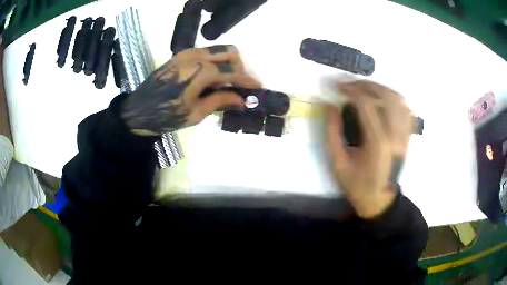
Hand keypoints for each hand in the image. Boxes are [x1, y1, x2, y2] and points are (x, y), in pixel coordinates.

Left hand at [121, 45, 260, 135]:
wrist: (138, 110)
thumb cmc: (166, 116)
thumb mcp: (196, 113)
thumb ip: (221, 101)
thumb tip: (243, 100)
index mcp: (200, 71)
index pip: (232, 71)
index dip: (247, 80)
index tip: (257, 87)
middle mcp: (195, 55)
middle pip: (229, 52)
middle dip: (240, 67)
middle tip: (241, 85)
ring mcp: (187, 53)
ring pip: (218, 49)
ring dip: (228, 63)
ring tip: (228, 83)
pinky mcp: (180, 55)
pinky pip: (206, 52)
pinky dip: (215, 61)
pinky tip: (213, 77)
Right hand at [326, 80, 412, 217]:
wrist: (379, 200)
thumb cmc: (357, 185)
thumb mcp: (338, 163)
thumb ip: (332, 132)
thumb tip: (329, 105)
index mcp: (377, 143)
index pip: (367, 105)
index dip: (352, 90)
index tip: (338, 86)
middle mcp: (395, 136)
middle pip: (386, 97)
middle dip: (367, 85)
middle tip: (351, 85)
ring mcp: (404, 136)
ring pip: (399, 101)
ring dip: (382, 89)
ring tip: (367, 88)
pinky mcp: (407, 138)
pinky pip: (407, 112)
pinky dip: (396, 100)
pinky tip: (385, 98)